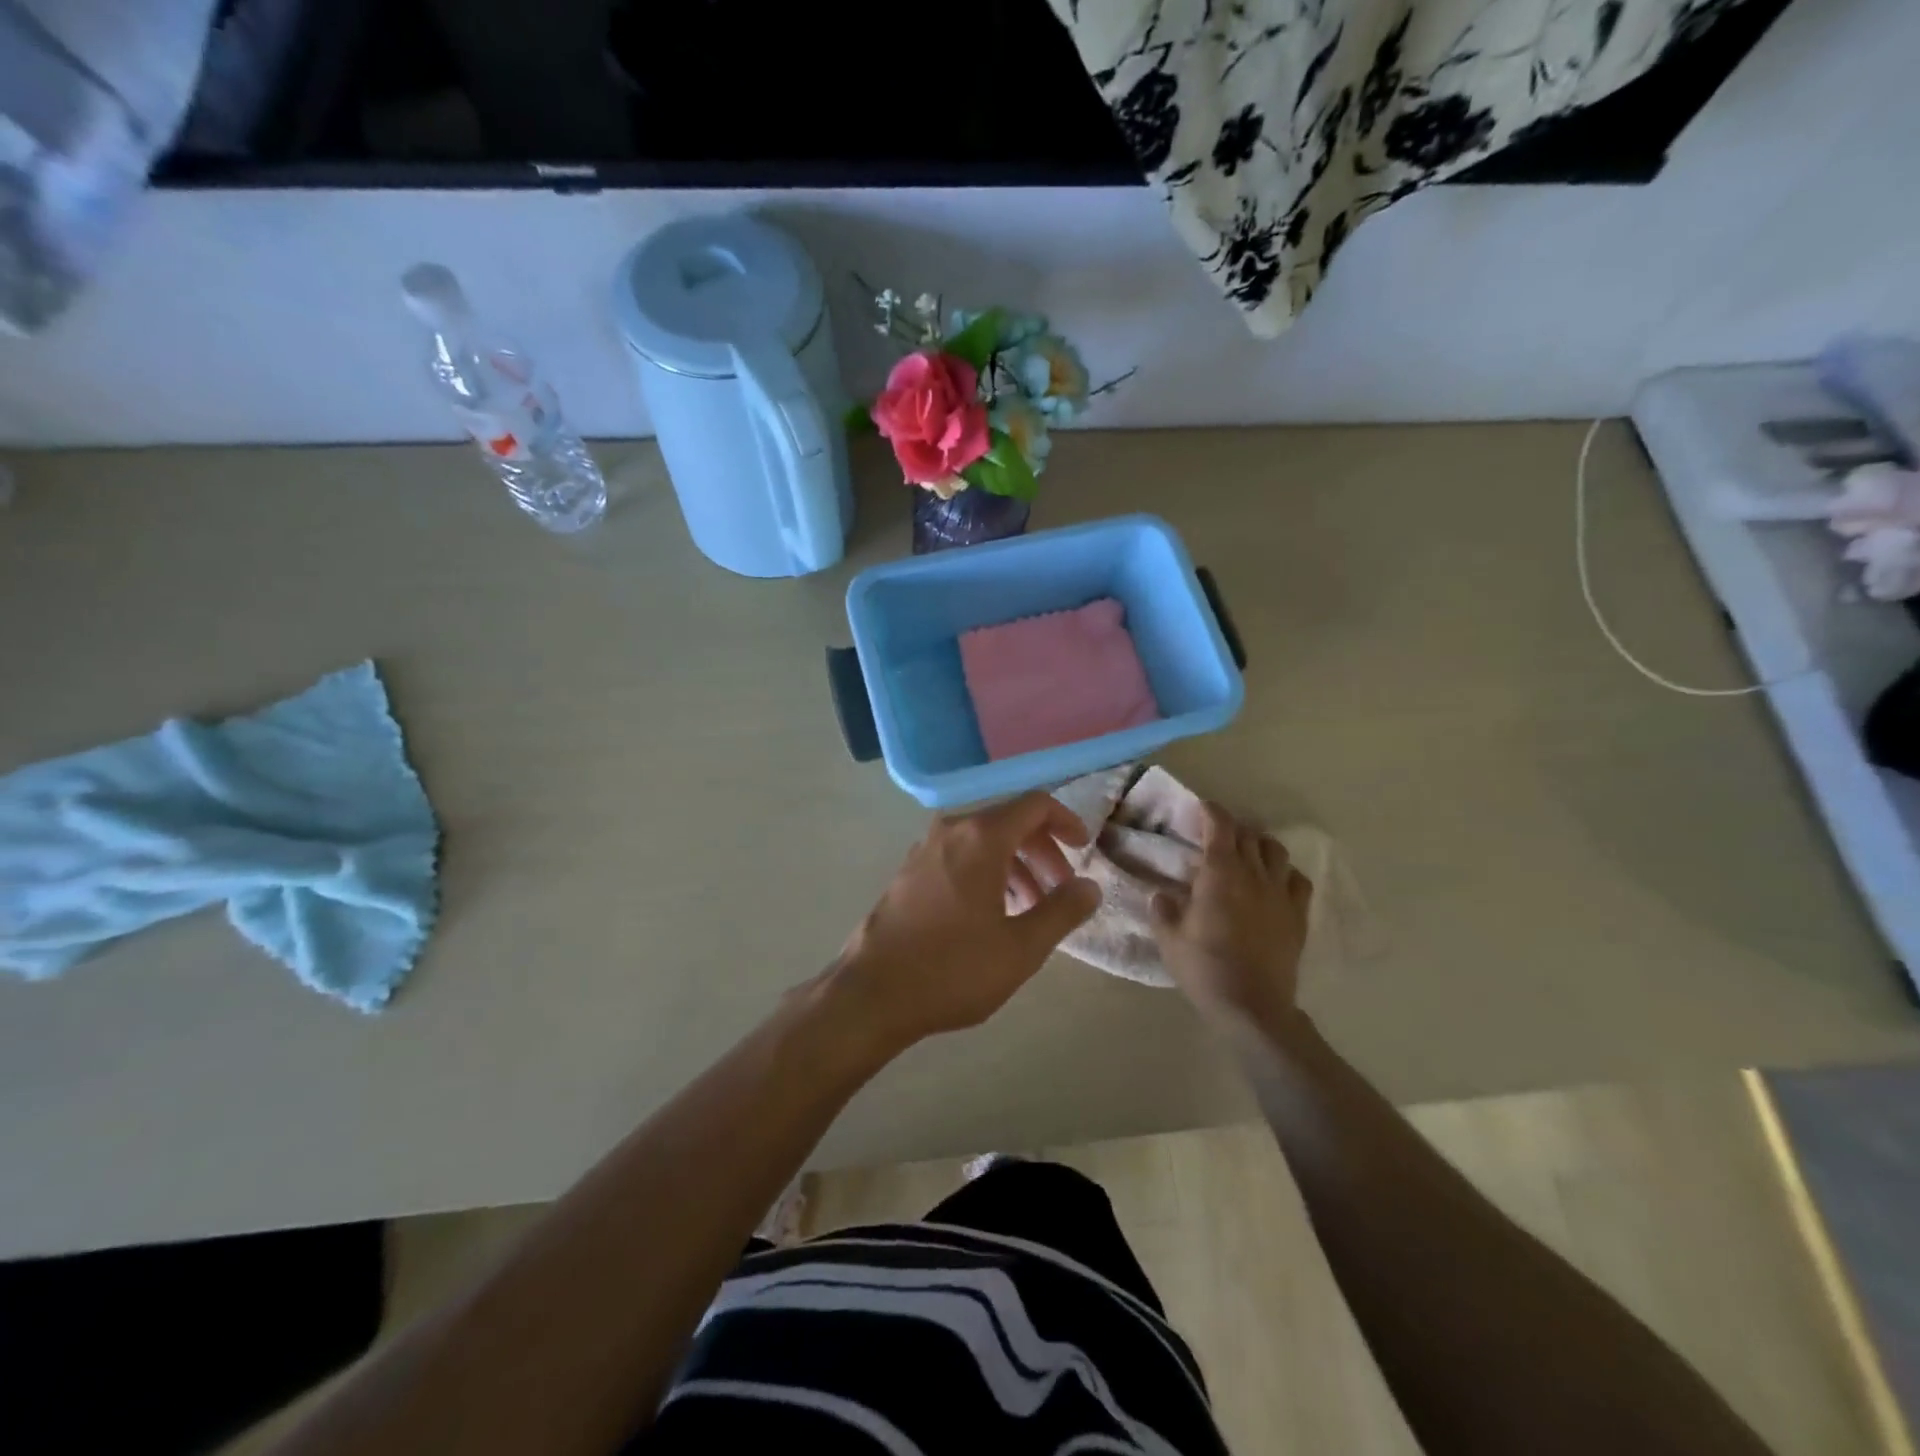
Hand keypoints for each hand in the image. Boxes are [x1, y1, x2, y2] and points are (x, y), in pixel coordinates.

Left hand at [831, 792, 1100, 1049]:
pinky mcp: (909, 872)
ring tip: (1030, 910)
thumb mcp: (1021, 947)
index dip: (1066, 821)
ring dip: (1015, 866)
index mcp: (981, 837)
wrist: (873, 992)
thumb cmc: (953, 968)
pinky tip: (992, 915)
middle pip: (1009, 822)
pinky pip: (959, 857)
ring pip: (983, 842)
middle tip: (1061, 891)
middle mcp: (951, 830)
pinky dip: (986, 873)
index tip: (1083, 848)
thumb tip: (1090, 886)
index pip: (1034, 805)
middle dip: (1042, 851)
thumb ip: (1062, 911)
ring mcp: (925, 849)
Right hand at [1149, 802, 1310, 1029]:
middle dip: (1231, 828)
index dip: (1211, 811)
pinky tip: (1275, 883)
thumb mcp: (1169, 939)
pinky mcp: (1298, 915)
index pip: (1220, 826)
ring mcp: (1280, 893)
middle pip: (1248, 834)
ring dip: (1260, 845)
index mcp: (1219, 873)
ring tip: (1247, 855)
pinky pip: (1298, 880)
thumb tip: (1162, 895)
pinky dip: (1285, 873)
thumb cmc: (1204, 968)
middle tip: (1216, 836)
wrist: (1252, 1006)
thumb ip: (1163, 910)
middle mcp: (1253, 874)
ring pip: (1276, 851)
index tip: (1201, 808)